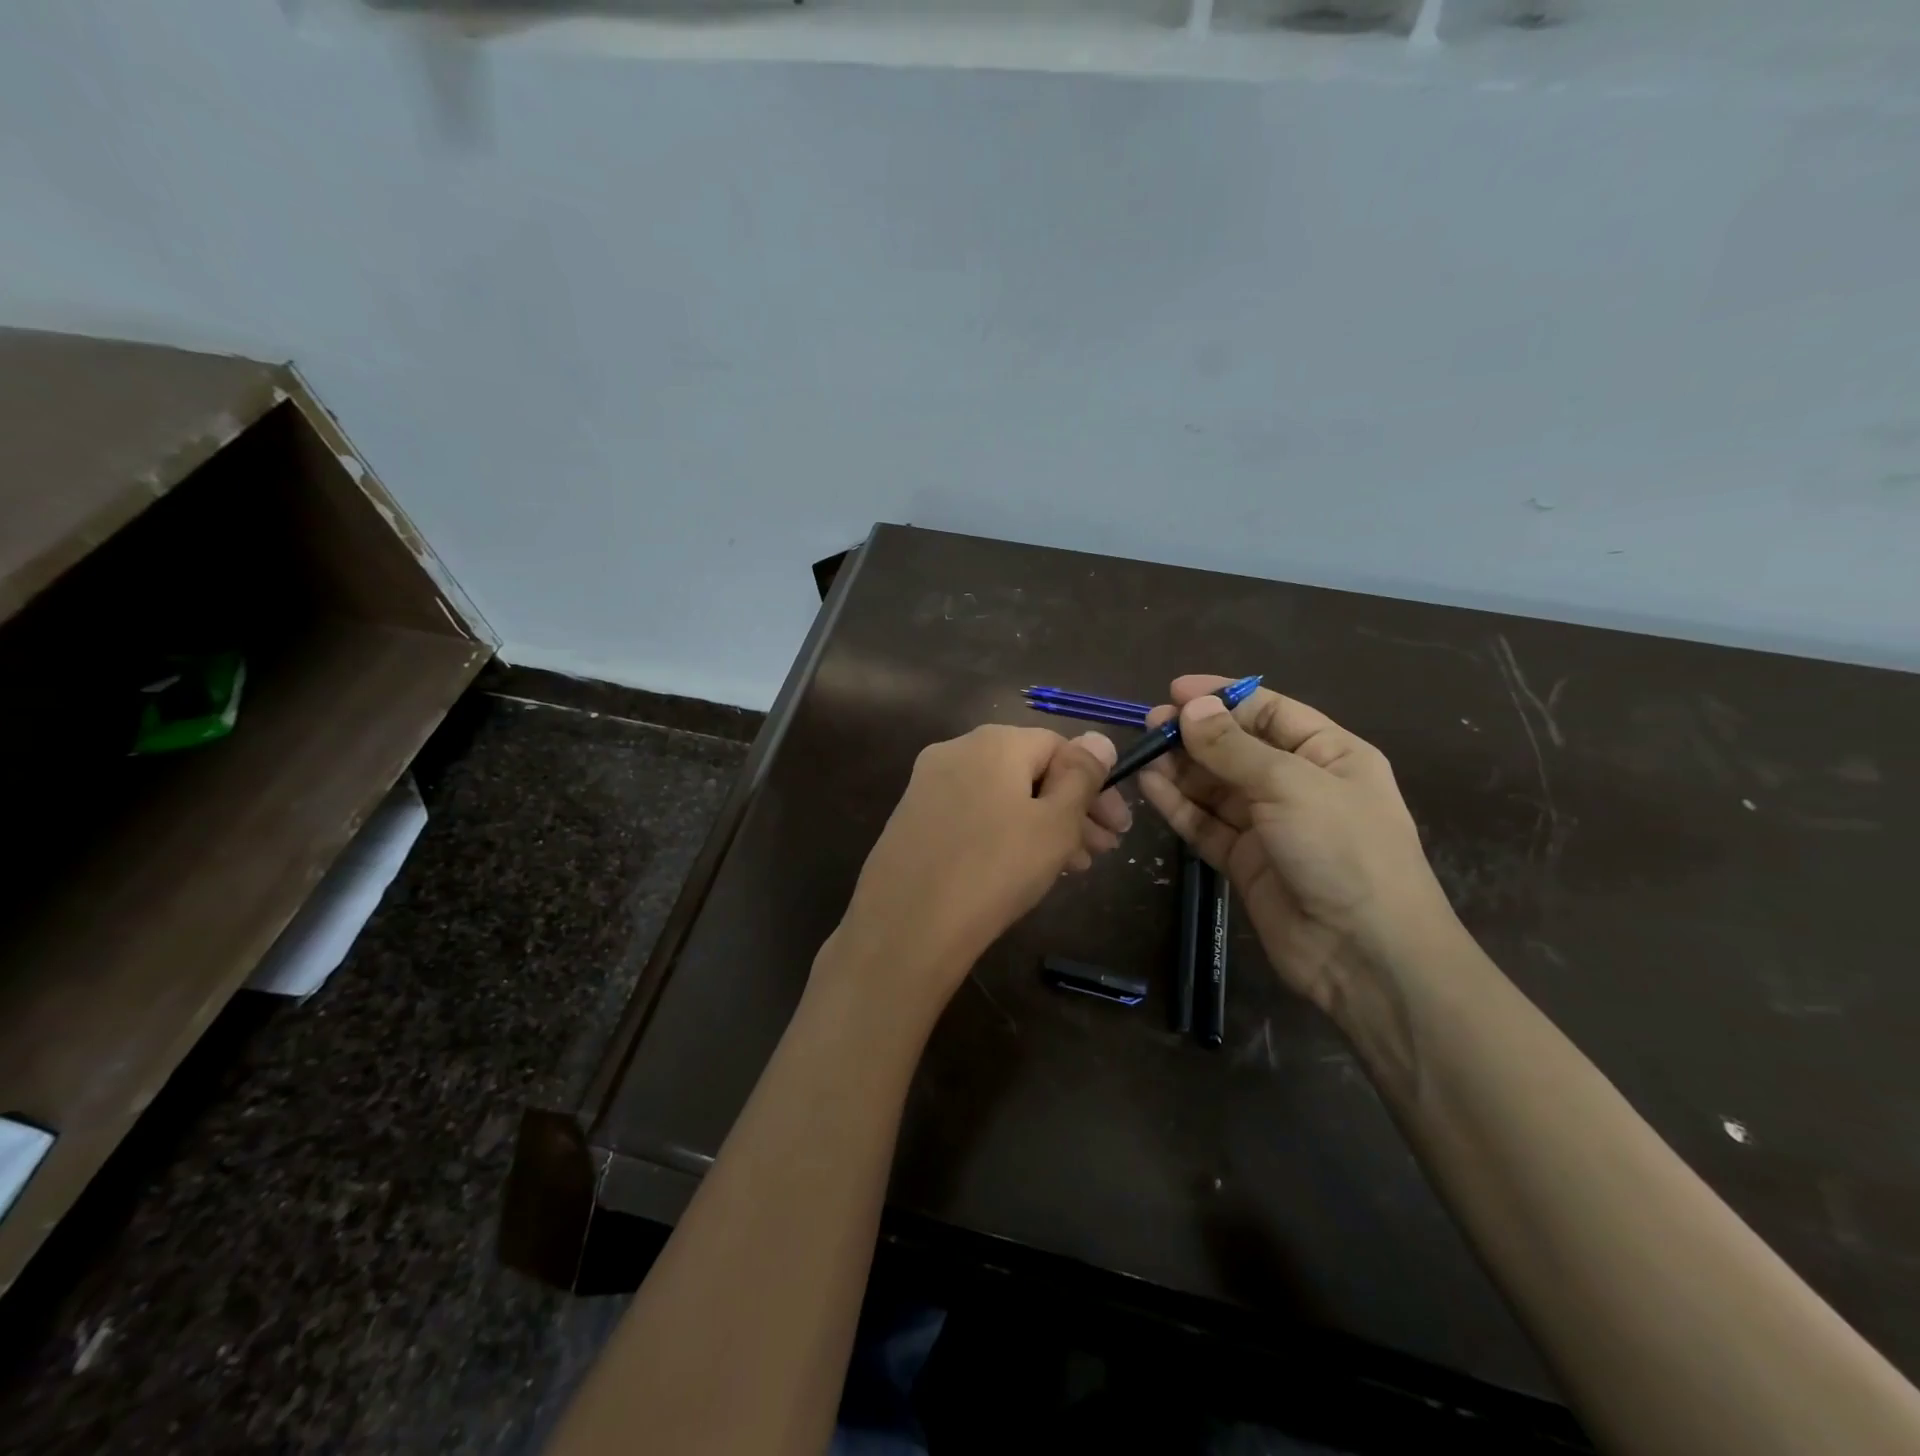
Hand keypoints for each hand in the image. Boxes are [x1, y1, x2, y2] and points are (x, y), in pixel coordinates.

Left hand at [822, 725, 1129, 1026]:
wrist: (906, 926)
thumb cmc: (995, 869)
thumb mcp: (1055, 823)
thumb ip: (1083, 777)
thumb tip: (1100, 739)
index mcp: (994, 741)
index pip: (1060, 746)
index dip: (1096, 785)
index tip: (1118, 828)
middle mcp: (957, 750)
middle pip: (1030, 771)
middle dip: (1072, 808)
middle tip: (1102, 851)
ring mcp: (929, 784)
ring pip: (1002, 796)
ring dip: (1042, 824)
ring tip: (1071, 866)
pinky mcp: (913, 818)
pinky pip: (973, 814)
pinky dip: (1004, 833)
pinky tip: (1022, 869)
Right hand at [1137, 676, 1455, 1016]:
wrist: (1364, 953)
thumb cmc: (1343, 850)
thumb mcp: (1290, 785)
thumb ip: (1233, 747)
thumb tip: (1191, 708)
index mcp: (1329, 754)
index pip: (1270, 711)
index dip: (1223, 697)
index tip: (1175, 690)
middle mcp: (1298, 784)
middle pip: (1237, 748)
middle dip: (1196, 733)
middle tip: (1151, 723)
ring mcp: (1269, 825)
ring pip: (1215, 786)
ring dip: (1181, 768)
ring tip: (1143, 751)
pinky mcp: (1244, 861)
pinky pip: (1205, 823)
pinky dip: (1178, 805)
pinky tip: (1150, 785)